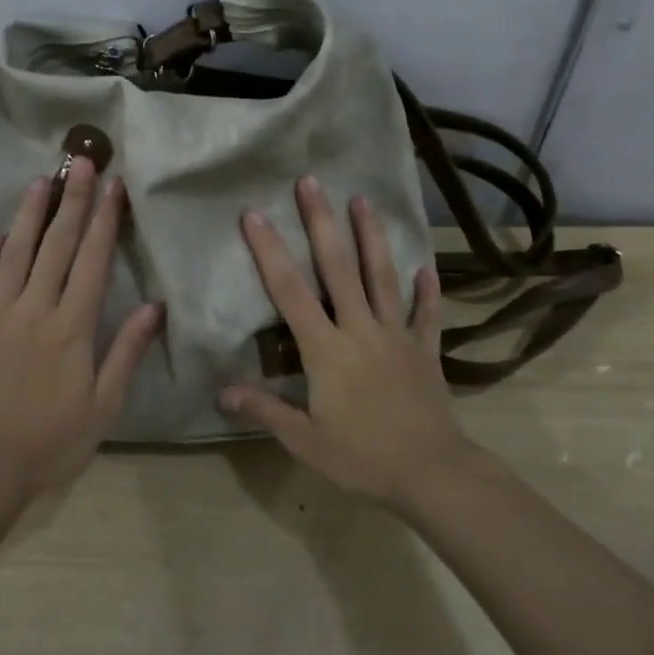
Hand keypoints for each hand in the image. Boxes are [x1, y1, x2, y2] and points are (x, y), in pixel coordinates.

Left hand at [0, 157, 163, 496]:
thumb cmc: (51, 441)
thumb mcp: (103, 406)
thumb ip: (126, 352)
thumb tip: (154, 307)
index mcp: (71, 327)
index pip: (92, 261)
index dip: (105, 220)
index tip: (114, 186)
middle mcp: (34, 309)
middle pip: (56, 245)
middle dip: (72, 200)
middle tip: (79, 161)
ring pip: (14, 253)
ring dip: (29, 215)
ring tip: (41, 181)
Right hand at [220, 176, 468, 505]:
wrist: (432, 472)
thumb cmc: (362, 457)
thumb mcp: (305, 440)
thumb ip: (265, 410)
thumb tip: (222, 391)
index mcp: (326, 349)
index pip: (290, 292)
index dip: (270, 252)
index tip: (256, 216)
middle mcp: (360, 329)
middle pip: (338, 268)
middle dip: (322, 222)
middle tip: (312, 182)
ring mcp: (396, 335)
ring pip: (382, 276)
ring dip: (372, 236)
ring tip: (364, 200)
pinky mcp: (424, 349)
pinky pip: (426, 314)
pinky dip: (427, 291)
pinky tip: (428, 267)